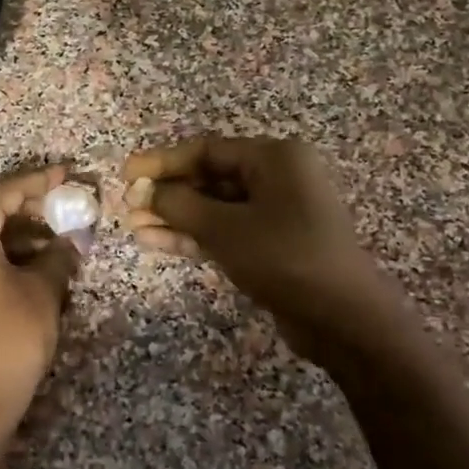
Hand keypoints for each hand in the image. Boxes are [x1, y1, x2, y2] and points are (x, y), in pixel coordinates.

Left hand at [0, 163, 81, 468]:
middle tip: (70, 210)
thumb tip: (70, 242)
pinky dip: (4, 258)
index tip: (70, 174)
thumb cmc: (8, 337)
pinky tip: (36, 268)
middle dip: (33, 211)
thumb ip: (58, 256)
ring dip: (21, 238)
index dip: (42, 181)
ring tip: (61, 243)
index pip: (7, 191)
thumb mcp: (42, 292)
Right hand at [122, 136, 427, 373]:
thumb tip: (143, 191)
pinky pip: (225, 231)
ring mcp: (276, 213)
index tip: (126, 173)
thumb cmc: (284, 258)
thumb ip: (179, 205)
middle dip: (167, 193)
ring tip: (133, 226)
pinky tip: (154, 241)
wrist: (342, 318)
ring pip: (214, 208)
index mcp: (274, 158)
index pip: (206, 150)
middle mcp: (277, 178)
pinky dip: (193, 236)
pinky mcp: (271, 245)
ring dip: (175, 217)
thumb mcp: (225, 228)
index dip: (162, 161)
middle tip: (127, 205)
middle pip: (209, 177)